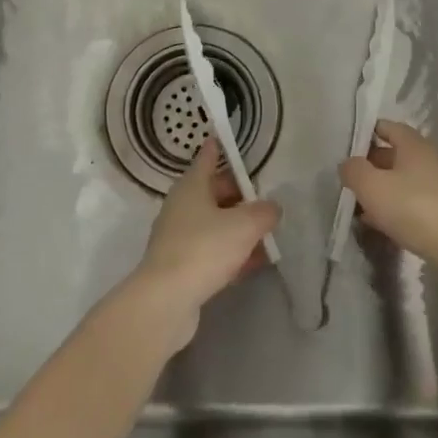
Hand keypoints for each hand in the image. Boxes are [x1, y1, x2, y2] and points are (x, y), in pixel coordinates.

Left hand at [119, 137, 280, 352]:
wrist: (166, 299)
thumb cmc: (204, 248)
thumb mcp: (245, 225)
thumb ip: (264, 212)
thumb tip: (271, 208)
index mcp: (192, 187)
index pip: (207, 158)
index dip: (218, 148)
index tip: (223, 138)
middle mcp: (182, 207)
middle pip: (215, 193)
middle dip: (241, 195)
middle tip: (267, 199)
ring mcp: (179, 237)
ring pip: (215, 224)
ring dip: (239, 228)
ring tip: (269, 234)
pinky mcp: (182, 265)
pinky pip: (213, 251)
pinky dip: (232, 253)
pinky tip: (255, 264)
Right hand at [339, 121, 437, 261]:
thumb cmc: (412, 207)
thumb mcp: (371, 186)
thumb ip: (354, 170)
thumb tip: (348, 163)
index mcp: (415, 146)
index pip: (390, 127)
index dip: (370, 132)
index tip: (350, 143)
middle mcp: (431, 161)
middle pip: (397, 155)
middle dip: (373, 164)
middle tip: (350, 177)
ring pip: (405, 182)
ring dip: (384, 189)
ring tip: (360, 204)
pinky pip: (415, 204)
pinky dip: (397, 209)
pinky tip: (382, 224)